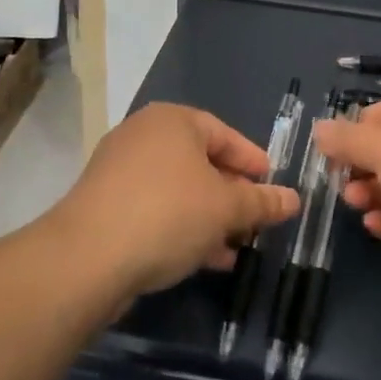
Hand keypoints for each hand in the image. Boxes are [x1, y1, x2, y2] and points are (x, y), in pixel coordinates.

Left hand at [52, 102, 300, 298]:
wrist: (86, 258)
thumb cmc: (168, 214)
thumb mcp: (226, 208)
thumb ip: (262, 202)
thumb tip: (294, 199)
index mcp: (173, 120)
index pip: (225, 135)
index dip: (253, 162)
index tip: (273, 188)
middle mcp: (144, 135)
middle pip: (201, 163)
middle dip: (231, 196)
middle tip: (255, 222)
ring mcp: (119, 169)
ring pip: (178, 190)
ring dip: (208, 218)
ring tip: (234, 249)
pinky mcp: (104, 204)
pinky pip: (154, 209)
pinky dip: (180, 227)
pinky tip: (202, 259)